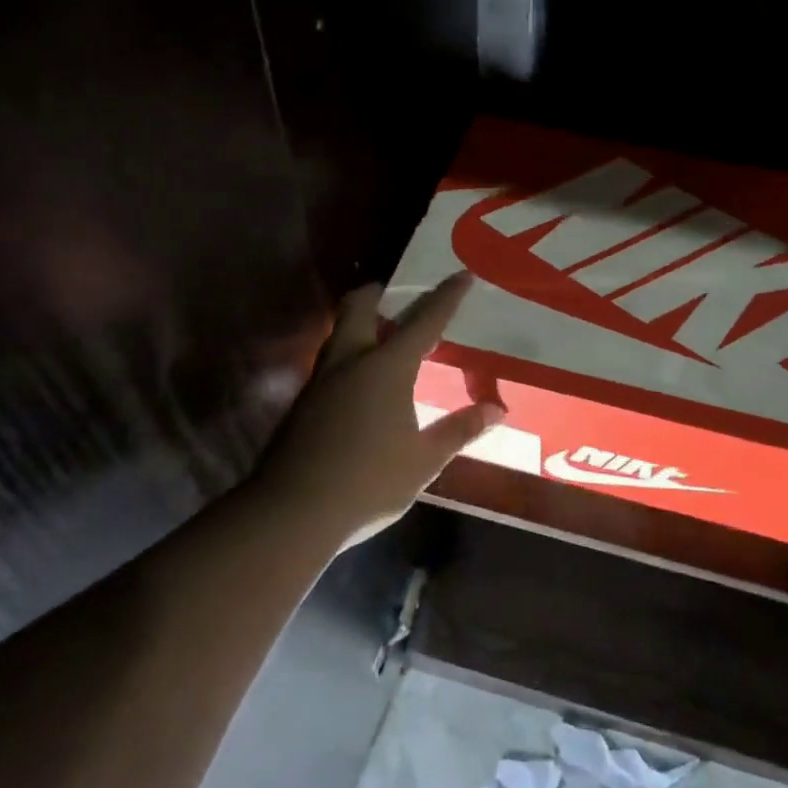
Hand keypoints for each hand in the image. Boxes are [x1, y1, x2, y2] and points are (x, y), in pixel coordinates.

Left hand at [257, 274, 502, 548]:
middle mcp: (350, 362)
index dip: (446, 296)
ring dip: (362, 325)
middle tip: (401, 300)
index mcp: (386, 368)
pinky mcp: (303, 403)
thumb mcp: (424, 460)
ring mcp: (320, 380)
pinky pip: (330, 362)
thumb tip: (497, 409)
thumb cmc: (369, 482)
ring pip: (339, 333)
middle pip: (358, 306)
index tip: (462, 274)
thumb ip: (460, 429)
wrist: (291, 514)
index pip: (424, 320)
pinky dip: (351, 356)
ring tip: (386, 341)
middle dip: (380, 293)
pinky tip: (364, 387)